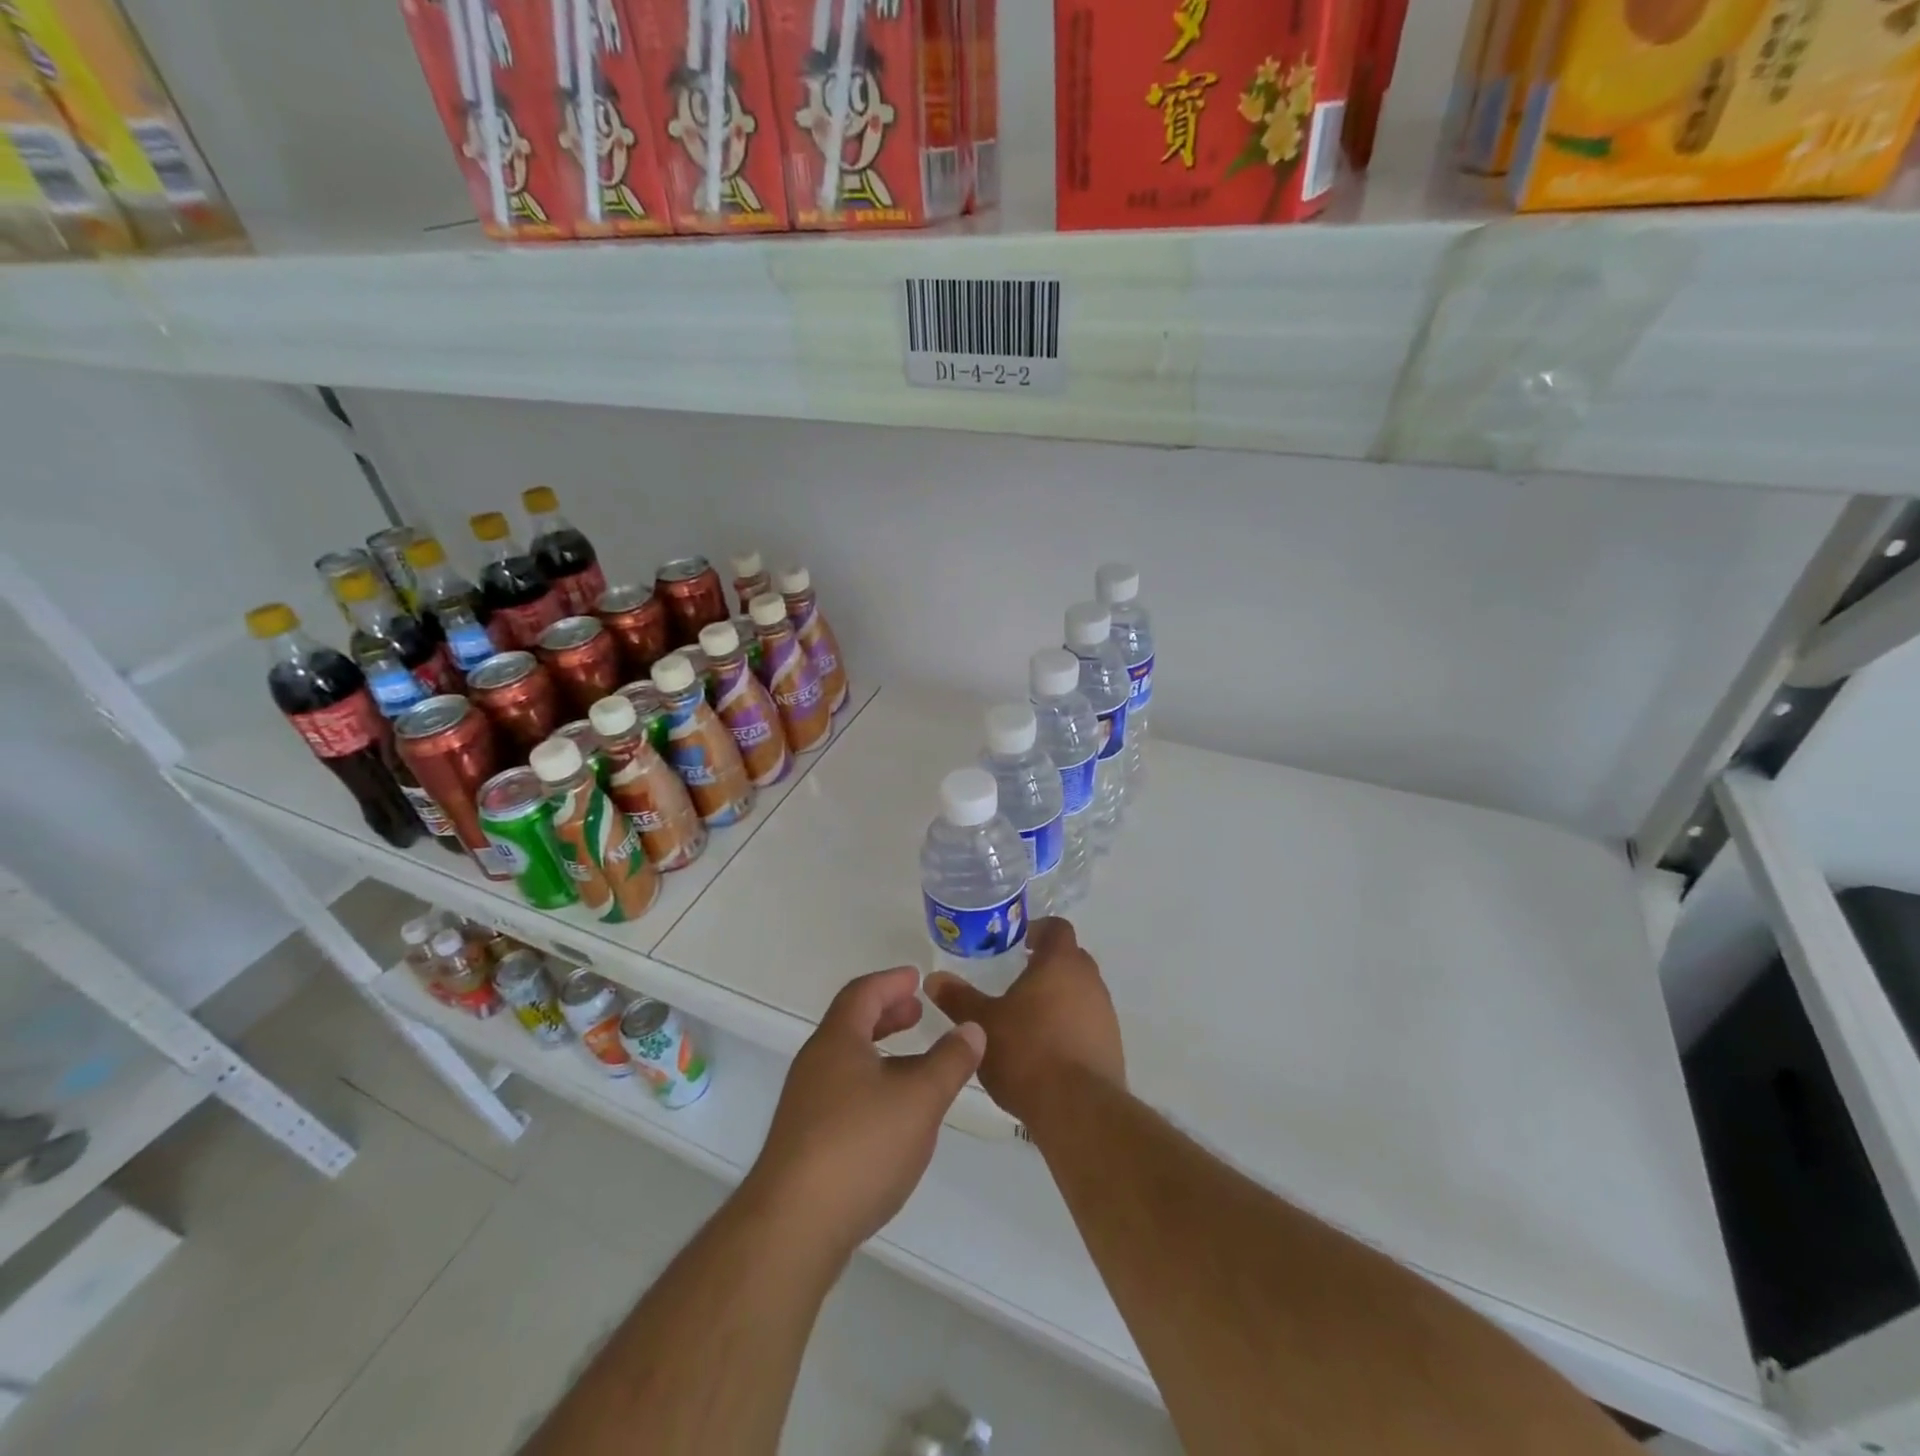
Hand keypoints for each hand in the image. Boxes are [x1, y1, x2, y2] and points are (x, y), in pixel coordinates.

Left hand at [744, 966, 984, 1259]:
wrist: (793, 1226)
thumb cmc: (860, 1146)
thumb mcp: (920, 1098)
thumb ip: (950, 1061)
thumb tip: (972, 1028)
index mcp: (837, 1041)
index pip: (863, 993)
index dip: (891, 981)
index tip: (916, 978)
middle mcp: (816, 1064)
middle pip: (851, 1024)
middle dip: (887, 1014)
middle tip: (917, 1012)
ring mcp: (806, 1104)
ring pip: (848, 1061)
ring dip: (881, 1051)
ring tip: (914, 1062)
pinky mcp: (805, 1141)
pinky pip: (843, 1092)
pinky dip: (872, 1083)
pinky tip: (893, 1114)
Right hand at [925, 917, 1123, 1125]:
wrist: (1078, 1108)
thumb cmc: (1026, 1051)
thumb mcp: (982, 1023)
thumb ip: (958, 998)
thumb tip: (934, 978)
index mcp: (1060, 963)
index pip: (1057, 928)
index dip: (1039, 930)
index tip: (1020, 942)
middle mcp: (1089, 980)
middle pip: (1071, 958)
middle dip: (1047, 964)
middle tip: (1019, 978)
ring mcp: (1105, 1013)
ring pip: (1082, 991)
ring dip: (1060, 997)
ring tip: (1029, 1017)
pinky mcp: (1112, 1045)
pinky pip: (1089, 1022)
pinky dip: (1071, 1026)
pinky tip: (1047, 1049)